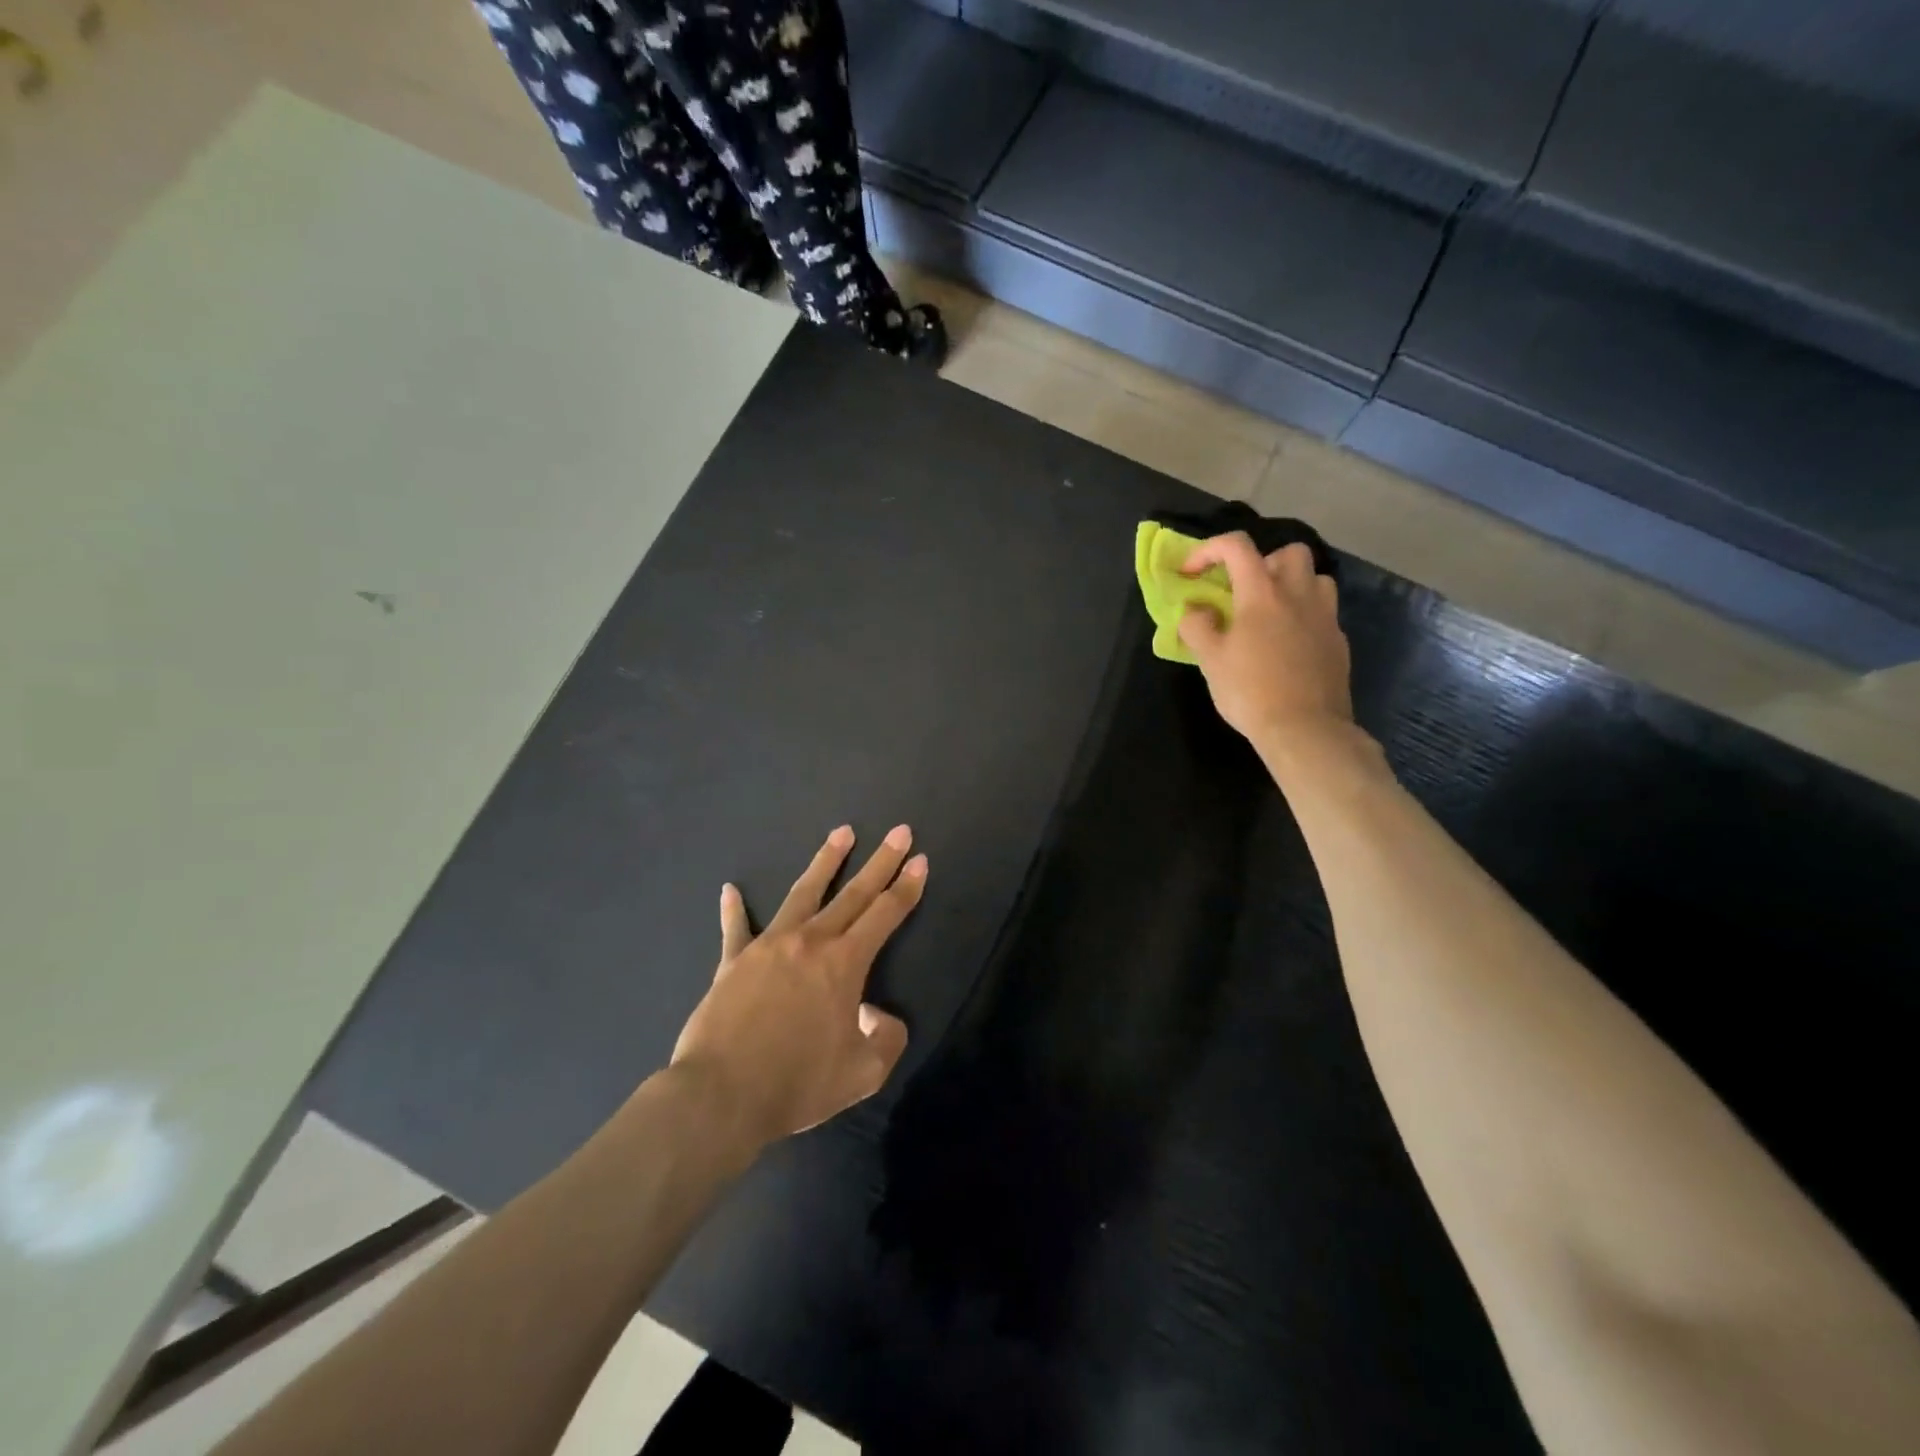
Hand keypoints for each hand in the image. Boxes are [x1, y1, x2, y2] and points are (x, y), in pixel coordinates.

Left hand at [671, 825, 924, 1147]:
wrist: (721, 1096)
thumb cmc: (797, 1084)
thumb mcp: (863, 1073)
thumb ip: (886, 1039)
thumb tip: (876, 1014)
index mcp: (844, 964)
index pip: (885, 914)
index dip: (906, 887)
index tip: (920, 859)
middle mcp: (810, 941)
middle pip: (853, 893)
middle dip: (880, 860)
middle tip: (899, 831)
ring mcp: (768, 945)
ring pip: (802, 893)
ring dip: (825, 861)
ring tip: (842, 832)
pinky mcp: (733, 961)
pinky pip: (735, 928)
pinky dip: (734, 909)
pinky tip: (730, 890)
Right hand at [1177, 533, 1353, 746]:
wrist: (1304, 729)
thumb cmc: (1250, 691)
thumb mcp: (1209, 660)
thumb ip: (1197, 627)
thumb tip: (1196, 611)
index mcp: (1262, 593)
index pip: (1237, 547)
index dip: (1209, 550)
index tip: (1192, 573)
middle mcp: (1298, 595)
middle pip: (1290, 552)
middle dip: (1264, 561)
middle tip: (1244, 590)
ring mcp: (1325, 617)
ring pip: (1315, 579)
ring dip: (1292, 585)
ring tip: (1271, 613)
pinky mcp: (1338, 641)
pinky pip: (1323, 613)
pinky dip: (1304, 616)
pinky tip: (1288, 645)